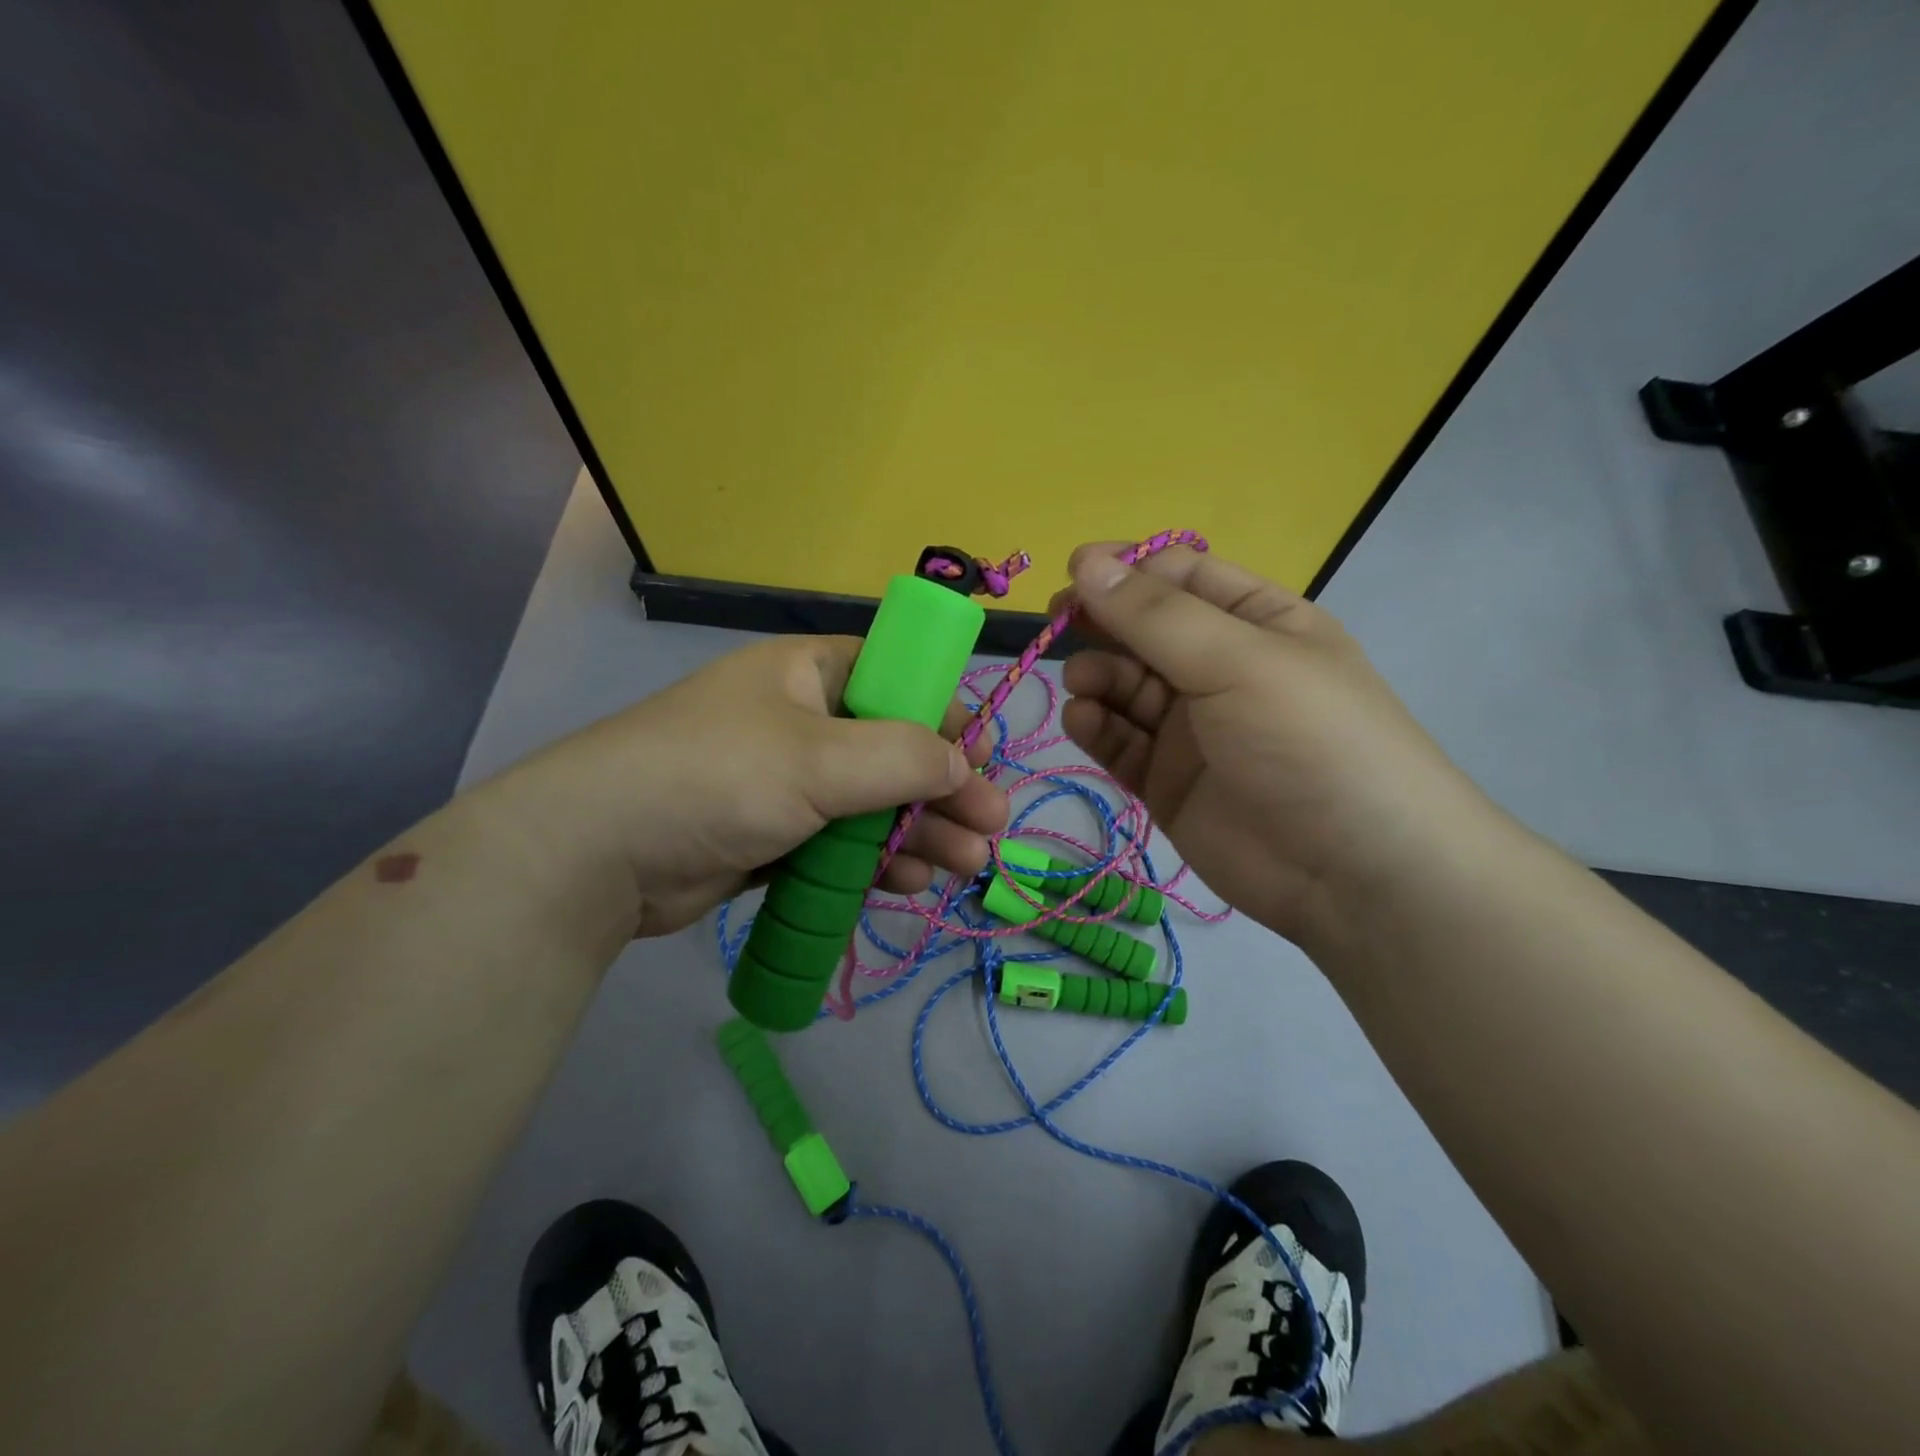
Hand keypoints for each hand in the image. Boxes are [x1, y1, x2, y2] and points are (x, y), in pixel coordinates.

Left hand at [490, 636, 1006, 937]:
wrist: (598, 855)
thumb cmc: (716, 777)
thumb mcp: (818, 758)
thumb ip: (902, 756)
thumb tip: (965, 763)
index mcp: (809, 674)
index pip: (897, 679)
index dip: (945, 714)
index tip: (985, 756)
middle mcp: (802, 721)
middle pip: (893, 749)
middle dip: (945, 789)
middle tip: (992, 827)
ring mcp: (786, 782)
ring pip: (873, 803)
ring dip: (921, 831)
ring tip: (965, 865)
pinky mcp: (774, 835)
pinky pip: (841, 842)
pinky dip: (877, 860)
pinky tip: (911, 881)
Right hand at [1054, 543, 1494, 946]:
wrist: (1354, 875)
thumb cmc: (1308, 740)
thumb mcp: (1237, 660)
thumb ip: (1154, 615)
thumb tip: (1085, 562)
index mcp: (1256, 622)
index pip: (1180, 577)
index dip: (1126, 570)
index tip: (1075, 573)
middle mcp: (1221, 669)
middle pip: (1144, 631)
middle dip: (1101, 622)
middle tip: (1058, 624)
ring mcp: (1191, 729)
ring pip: (1125, 686)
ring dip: (1097, 675)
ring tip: (1084, 682)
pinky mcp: (1167, 781)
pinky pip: (1120, 741)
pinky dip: (1097, 726)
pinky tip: (1083, 720)